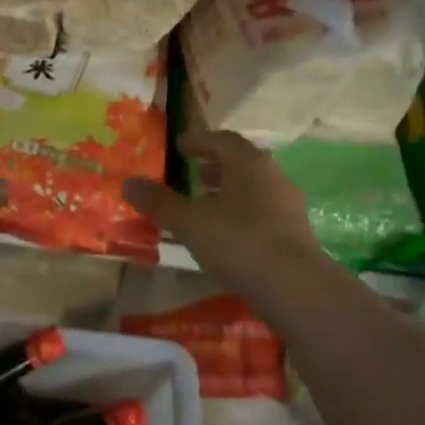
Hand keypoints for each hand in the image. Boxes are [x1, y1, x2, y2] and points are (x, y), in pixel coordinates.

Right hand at [123, 131, 325, 290]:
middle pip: (241, 162)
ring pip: (253, 188)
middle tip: (193, 176)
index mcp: (248, 162)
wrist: (294, 285)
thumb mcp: (190, 222)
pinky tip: (228, 235)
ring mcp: (288, 204)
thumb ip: (160, 202)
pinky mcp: (295, 231)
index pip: (222, 139)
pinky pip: (263, 211)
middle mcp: (272, 175)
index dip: (199, 141)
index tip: (180, 147)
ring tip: (206, 207)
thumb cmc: (238, 242)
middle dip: (215, 167)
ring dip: (229, 191)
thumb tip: (128, 183)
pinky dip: (242, 213)